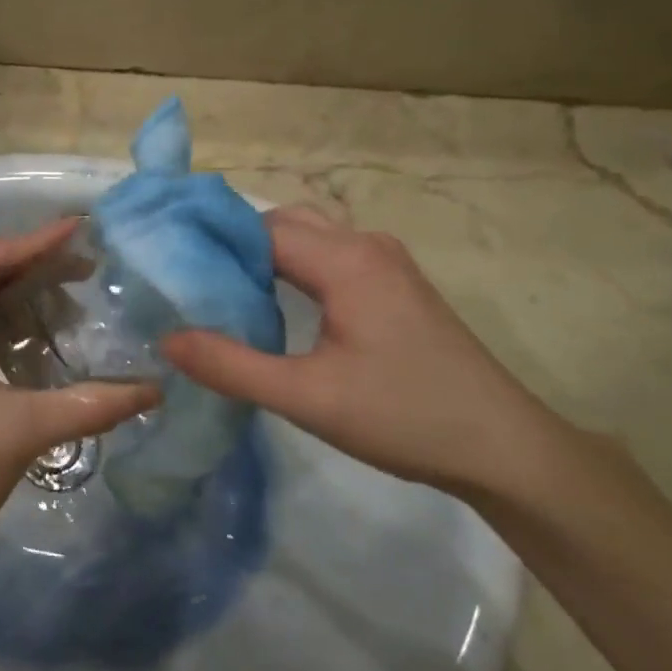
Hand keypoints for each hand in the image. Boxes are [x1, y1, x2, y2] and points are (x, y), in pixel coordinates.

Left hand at [0, 220, 158, 568]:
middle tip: (86, 266)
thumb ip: (91, 404)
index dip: (37, 242)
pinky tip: (37, 341)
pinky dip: (1, 331)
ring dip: (17, 300)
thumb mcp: (25, 429)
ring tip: (69, 297)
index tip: (82, 230)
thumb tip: (155, 391)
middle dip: (32, 268)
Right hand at [163, 206, 572, 498]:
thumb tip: (167, 341)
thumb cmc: (405, 417)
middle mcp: (366, 245)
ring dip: (266, 255)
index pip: (260, 229)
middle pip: (284, 223)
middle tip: (192, 284)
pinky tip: (277, 306)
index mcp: (345, 260)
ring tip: (224, 294)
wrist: (503, 447)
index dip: (211, 243)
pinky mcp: (396, 284)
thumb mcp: (307, 398)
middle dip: (235, 246)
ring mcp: (387, 262)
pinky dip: (293, 267)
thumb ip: (232, 366)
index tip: (169, 268)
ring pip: (309, 236)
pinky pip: (330, 255)